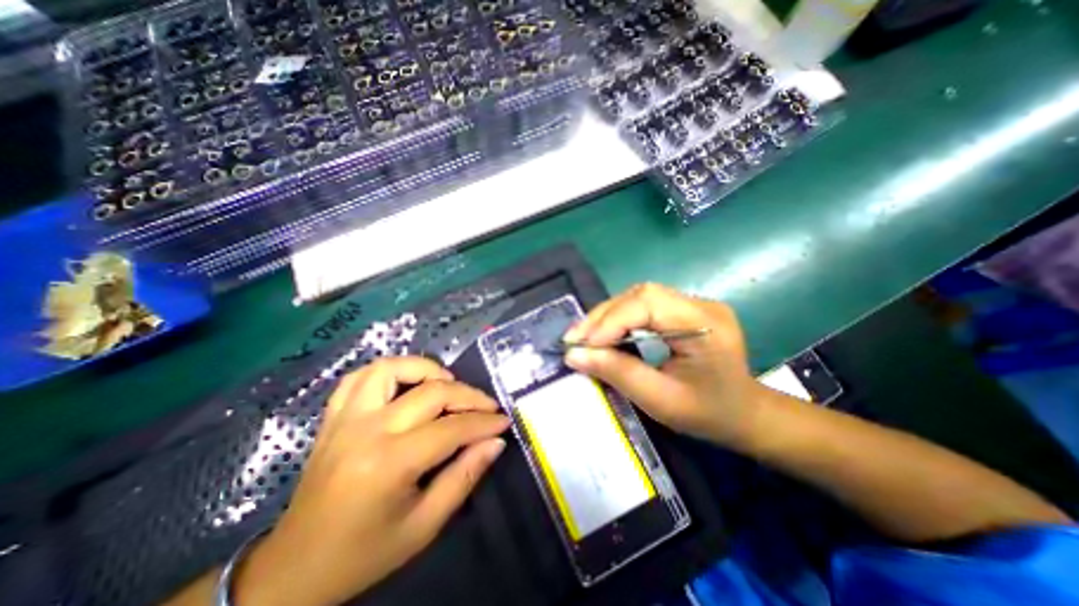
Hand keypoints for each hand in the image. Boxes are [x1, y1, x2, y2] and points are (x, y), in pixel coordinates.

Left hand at [232, 355, 510, 605]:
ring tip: (447, 385)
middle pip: (431, 392)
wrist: (294, 570)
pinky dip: (389, 370)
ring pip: (392, 368)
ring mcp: (346, 418)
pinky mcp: (334, 417)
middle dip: (469, 396)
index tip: (504, 421)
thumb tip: (495, 442)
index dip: (484, 422)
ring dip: (427, 370)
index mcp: (388, 464)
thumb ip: (464, 477)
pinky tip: (406, 383)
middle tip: (487, 407)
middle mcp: (367, 430)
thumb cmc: (364, 553)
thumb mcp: (424, 526)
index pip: (451, 428)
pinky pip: (361, 376)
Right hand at [565, 284, 765, 448]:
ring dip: (607, 316)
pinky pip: (643, 306)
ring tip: (584, 337)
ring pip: (637, 297)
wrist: (745, 415)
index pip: (647, 303)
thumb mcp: (660, 400)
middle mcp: (700, 304)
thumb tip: (574, 355)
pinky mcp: (683, 309)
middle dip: (602, 316)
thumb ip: (617, 372)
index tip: (581, 345)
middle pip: (639, 295)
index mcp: (705, 323)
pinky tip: (605, 333)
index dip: (610, 321)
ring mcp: (693, 303)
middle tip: (575, 339)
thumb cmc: (708, 414)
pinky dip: (618, 318)